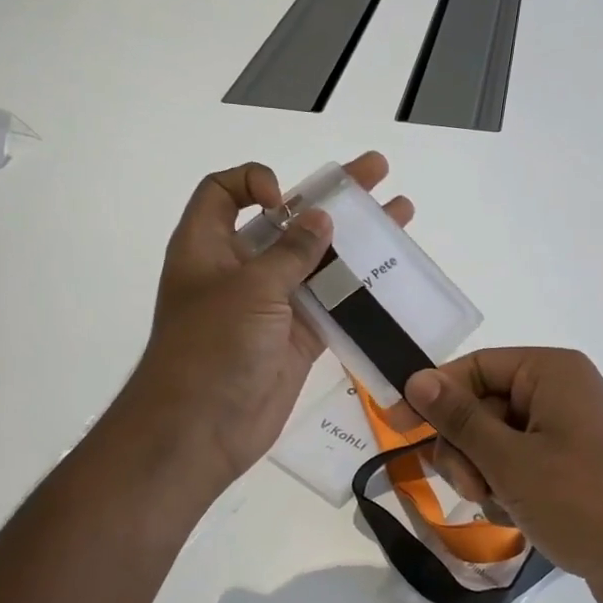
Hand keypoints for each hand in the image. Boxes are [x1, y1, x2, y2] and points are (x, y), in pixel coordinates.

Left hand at [124, 153, 413, 488]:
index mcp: (208, 246)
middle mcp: (239, 269)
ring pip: (316, 260)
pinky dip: (359, 287)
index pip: (225, 192)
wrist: (201, 431)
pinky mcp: (297, 336)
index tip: (285, 200)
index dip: (255, 182)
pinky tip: (393, 271)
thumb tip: (321, 218)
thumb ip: (290, 252)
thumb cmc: (212, 347)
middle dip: (330, 195)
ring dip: (355, 239)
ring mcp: (271, 303)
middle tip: (376, 171)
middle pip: (286, 220)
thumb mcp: (249, 289)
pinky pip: (332, 302)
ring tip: (400, 213)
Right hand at [402, 349, 602, 602]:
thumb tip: (418, 378)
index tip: (395, 427)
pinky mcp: (572, 466)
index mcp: (551, 372)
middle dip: (467, 448)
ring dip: (485, 474)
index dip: (432, 395)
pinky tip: (519, 517)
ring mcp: (568, 431)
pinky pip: (519, 464)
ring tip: (503, 506)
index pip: (474, 368)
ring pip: (495, 441)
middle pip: (482, 405)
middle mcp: (561, 392)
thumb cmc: (582, 502)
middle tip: (473, 486)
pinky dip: (508, 488)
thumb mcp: (510, 460)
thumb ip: (459, 418)